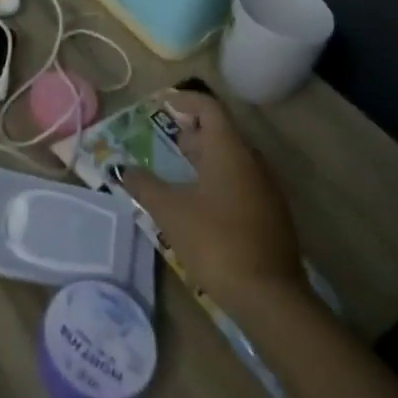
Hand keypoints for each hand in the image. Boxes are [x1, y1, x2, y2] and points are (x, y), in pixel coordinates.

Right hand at [122, 91, 306, 308]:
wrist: (270, 298)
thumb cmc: (215, 241)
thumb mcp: (170, 211)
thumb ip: (144, 185)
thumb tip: (123, 168)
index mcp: (229, 150)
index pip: (209, 107)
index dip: (185, 100)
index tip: (163, 105)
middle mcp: (252, 161)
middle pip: (223, 132)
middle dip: (195, 131)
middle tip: (169, 140)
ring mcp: (267, 189)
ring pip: (234, 159)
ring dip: (208, 157)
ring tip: (181, 171)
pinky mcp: (273, 216)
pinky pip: (243, 182)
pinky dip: (221, 179)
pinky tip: (203, 204)